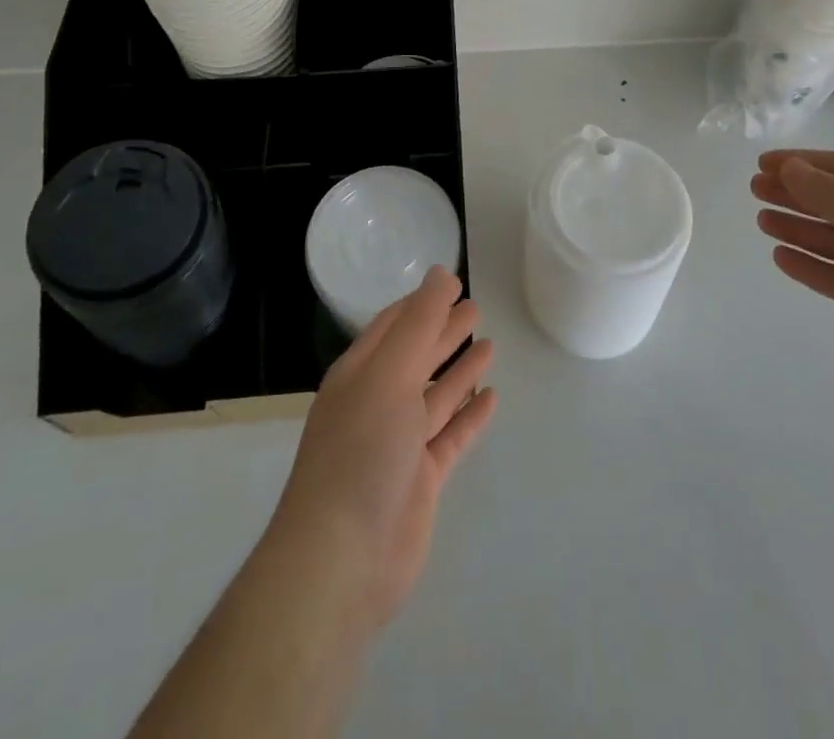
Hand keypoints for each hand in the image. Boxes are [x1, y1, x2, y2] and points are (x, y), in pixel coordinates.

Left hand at [270, 267, 496, 631]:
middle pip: (416, 356)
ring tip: (489, 346)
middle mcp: (377, 403)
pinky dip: (469, 416)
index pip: (393, 325)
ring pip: (435, 395)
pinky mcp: (421, 480)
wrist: (342, 560)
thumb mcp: (389, 374)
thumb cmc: (361, 451)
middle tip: (477, 308)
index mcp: (360, 374)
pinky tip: (491, 397)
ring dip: (459, 371)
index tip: (452, 282)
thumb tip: (441, 272)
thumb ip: (419, 323)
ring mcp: (399, 444)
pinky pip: (450, 436)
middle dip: (443, 331)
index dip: (422, 302)